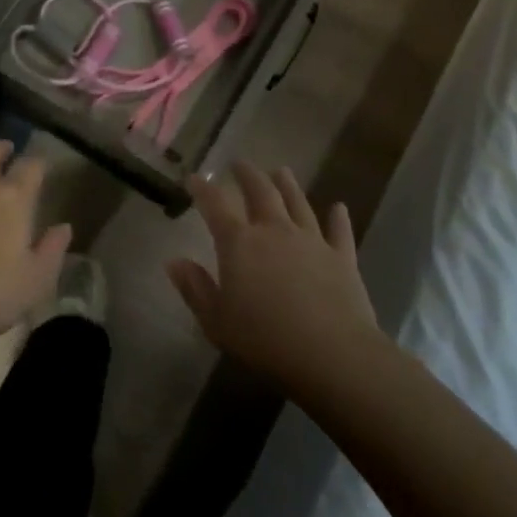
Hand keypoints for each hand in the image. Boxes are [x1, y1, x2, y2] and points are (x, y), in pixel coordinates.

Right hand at [167, 162, 376, 386]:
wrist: (331, 353)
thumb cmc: (264, 339)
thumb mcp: (216, 320)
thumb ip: (195, 288)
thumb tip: (174, 261)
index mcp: (239, 243)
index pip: (215, 206)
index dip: (203, 189)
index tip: (194, 178)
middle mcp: (275, 231)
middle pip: (261, 192)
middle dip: (248, 175)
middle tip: (240, 163)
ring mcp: (312, 241)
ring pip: (298, 203)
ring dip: (288, 185)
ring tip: (281, 170)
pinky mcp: (342, 258)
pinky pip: (339, 232)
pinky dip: (338, 218)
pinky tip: (339, 207)